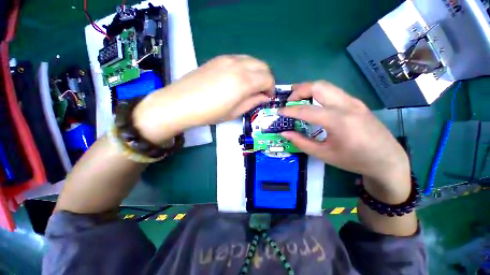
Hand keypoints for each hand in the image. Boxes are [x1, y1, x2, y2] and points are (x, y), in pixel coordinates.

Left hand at [133, 55, 274, 143]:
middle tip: (262, 91)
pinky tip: (239, 78)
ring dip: (257, 72)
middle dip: (267, 78)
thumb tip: (264, 97)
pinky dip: (246, 67)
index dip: (271, 88)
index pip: (267, 78)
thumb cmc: (210, 112)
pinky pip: (240, 59)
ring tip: (252, 85)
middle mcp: (238, 65)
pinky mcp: (219, 58)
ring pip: (252, 60)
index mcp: (244, 82)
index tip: (267, 97)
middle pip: (262, 66)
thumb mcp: (235, 112)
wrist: (181, 103)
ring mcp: (227, 59)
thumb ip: (252, 102)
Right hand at [279, 81, 410, 202]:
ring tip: (297, 99)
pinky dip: (318, 93)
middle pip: (318, 86)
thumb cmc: (354, 160)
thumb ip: (301, 142)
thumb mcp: (324, 154)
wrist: (387, 159)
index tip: (279, 112)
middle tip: (289, 101)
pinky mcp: (356, 102)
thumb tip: (284, 133)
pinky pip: (333, 91)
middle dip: (299, 90)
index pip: (306, 110)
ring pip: (326, 85)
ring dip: (308, 89)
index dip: (289, 110)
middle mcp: (347, 105)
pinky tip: (313, 103)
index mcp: (339, 121)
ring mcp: (353, 101)